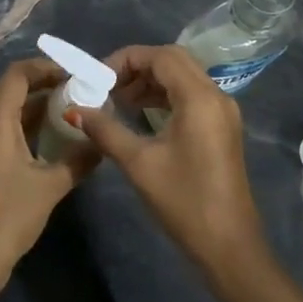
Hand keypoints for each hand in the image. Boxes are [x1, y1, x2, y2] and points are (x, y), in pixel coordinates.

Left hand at [0, 58, 96, 292]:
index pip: (17, 75)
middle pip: (10, 89)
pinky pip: (0, 129)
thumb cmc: (9, 216)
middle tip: (78, 91)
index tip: (74, 75)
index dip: (45, 68)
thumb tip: (101, 142)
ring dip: (35, 107)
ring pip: (5, 110)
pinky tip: (50, 139)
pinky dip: (24, 125)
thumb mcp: (50, 186)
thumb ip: (78, 159)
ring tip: (70, 111)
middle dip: (44, 86)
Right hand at [74, 44, 268, 278]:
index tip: (98, 78)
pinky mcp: (222, 127)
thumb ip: (105, 130)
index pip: (160, 56)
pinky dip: (165, 95)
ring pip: (183, 76)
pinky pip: (191, 94)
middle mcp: (216, 95)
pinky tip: (142, 114)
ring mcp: (223, 111)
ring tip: (119, 100)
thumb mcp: (138, 163)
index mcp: (199, 98)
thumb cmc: (183, 201)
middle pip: (174, 60)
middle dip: (138, 66)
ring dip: (151, 80)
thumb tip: (74, 110)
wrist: (228, 245)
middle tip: (108, 86)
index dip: (126, 59)